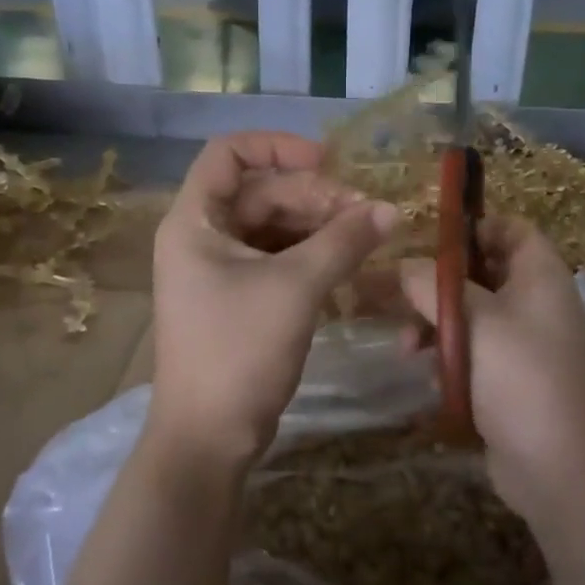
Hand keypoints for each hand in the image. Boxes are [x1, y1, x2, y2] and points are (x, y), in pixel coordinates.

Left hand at [150, 133, 398, 465]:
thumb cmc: (239, 352)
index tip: (327, 161)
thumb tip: (391, 208)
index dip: (277, 146)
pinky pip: (275, 258)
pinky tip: (347, 263)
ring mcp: (217, 269)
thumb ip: (343, 241)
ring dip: (317, 226)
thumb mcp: (296, 288)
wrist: (208, 438)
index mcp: (194, 221)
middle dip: (314, 197)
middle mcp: (200, 236)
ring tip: (365, 237)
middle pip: (260, 192)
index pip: (228, 154)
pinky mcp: (236, 297)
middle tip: (366, 215)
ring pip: (272, 226)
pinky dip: (310, 255)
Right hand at [399, 218, 584, 517]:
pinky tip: (428, 376)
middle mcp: (536, 303)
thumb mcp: (471, 321)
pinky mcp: (510, 379)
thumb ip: (431, 285)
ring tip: (407, 348)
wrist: (556, 467)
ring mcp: (525, 343)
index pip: (512, 229)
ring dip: (435, 325)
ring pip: (471, 315)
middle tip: (395, 295)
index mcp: (541, 276)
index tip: (430, 242)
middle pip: (482, 273)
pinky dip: (448, 357)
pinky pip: (473, 351)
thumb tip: (401, 266)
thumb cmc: (519, 377)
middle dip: (437, 285)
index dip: (473, 228)